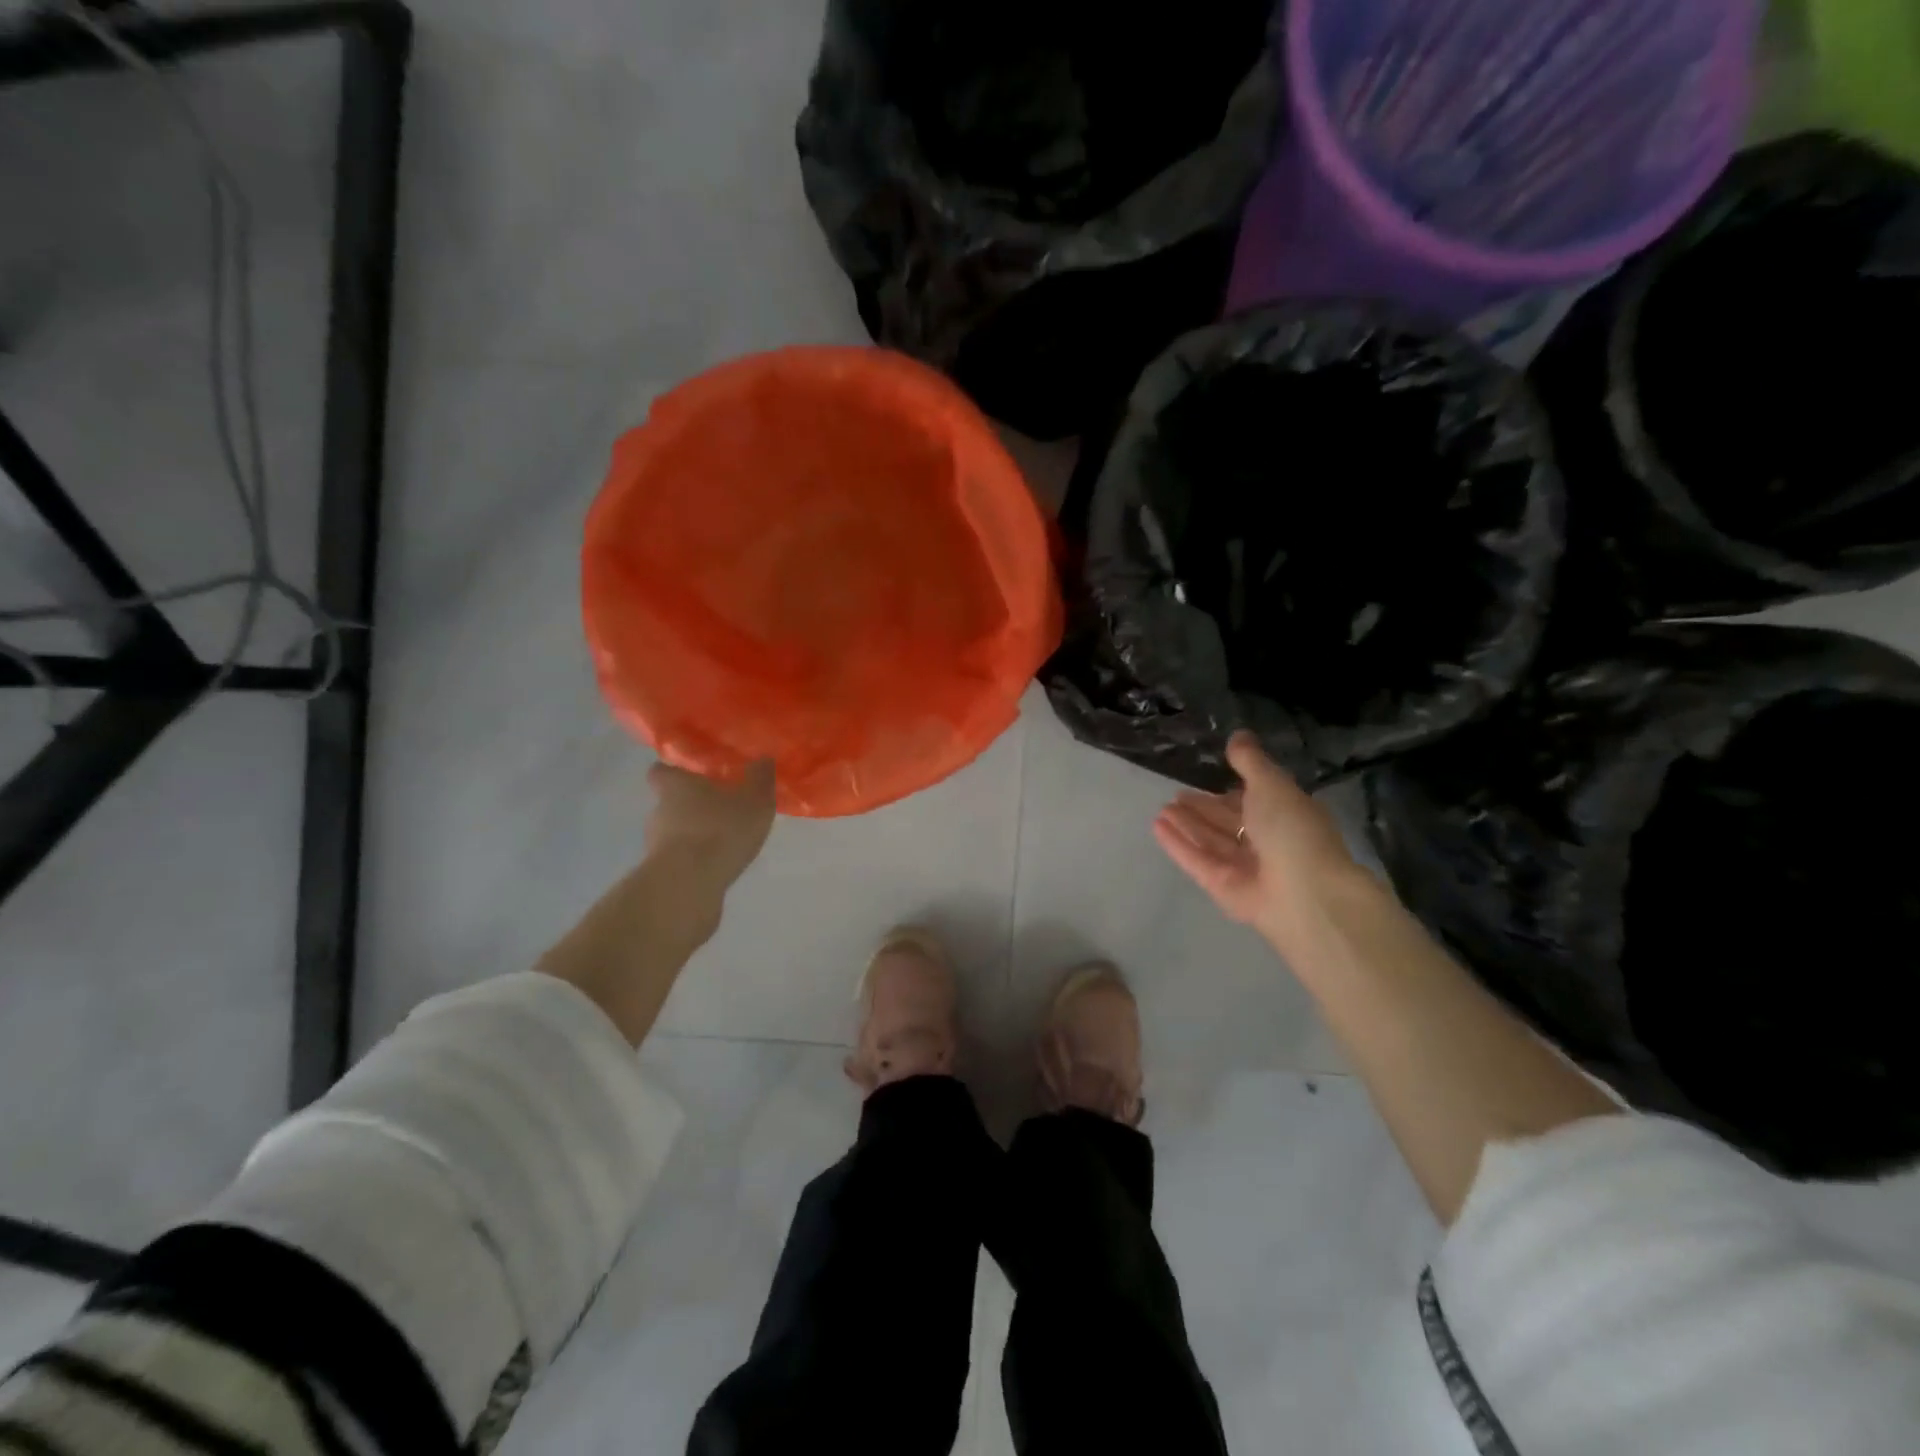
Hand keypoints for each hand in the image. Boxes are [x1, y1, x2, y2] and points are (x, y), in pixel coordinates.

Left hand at [644, 759, 775, 891]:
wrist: (688, 885)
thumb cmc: (720, 830)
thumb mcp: (754, 800)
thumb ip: (759, 778)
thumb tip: (763, 758)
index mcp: (676, 786)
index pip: (661, 771)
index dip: (674, 773)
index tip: (692, 776)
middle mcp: (658, 810)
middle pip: (669, 802)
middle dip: (693, 806)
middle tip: (721, 811)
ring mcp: (655, 844)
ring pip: (674, 832)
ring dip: (693, 836)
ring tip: (723, 843)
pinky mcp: (659, 873)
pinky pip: (678, 860)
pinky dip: (693, 861)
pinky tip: (716, 868)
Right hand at [1153, 732, 1367, 955]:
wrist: (1304, 893)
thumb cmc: (1293, 830)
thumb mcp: (1272, 784)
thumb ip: (1250, 761)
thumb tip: (1238, 735)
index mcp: (1288, 817)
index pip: (1256, 802)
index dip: (1233, 792)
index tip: (1210, 779)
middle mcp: (1268, 844)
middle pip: (1230, 823)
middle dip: (1203, 809)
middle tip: (1176, 795)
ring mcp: (1246, 868)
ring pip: (1212, 842)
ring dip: (1187, 825)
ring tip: (1162, 809)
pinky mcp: (1224, 888)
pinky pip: (1198, 861)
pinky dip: (1178, 845)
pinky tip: (1157, 826)